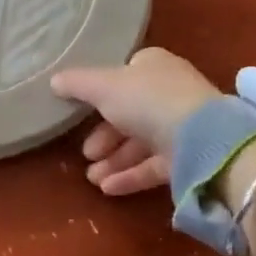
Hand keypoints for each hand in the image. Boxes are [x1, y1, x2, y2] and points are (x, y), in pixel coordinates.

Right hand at [50, 48, 221, 194]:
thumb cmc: (148, 100)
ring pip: (139, 143)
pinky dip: (129, 176)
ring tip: (92, 178)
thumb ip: (77, 84)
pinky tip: (107, 188)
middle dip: (103, 136)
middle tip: (86, 153)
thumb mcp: (103, 87)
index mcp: (153, 66)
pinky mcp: (187, 157)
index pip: (124, 75)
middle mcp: (169, 93)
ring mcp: (180, 126)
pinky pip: (152, 166)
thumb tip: (54, 81)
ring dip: (113, 160)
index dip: (102, 92)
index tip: (81, 111)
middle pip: (128, 114)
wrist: (201, 139)